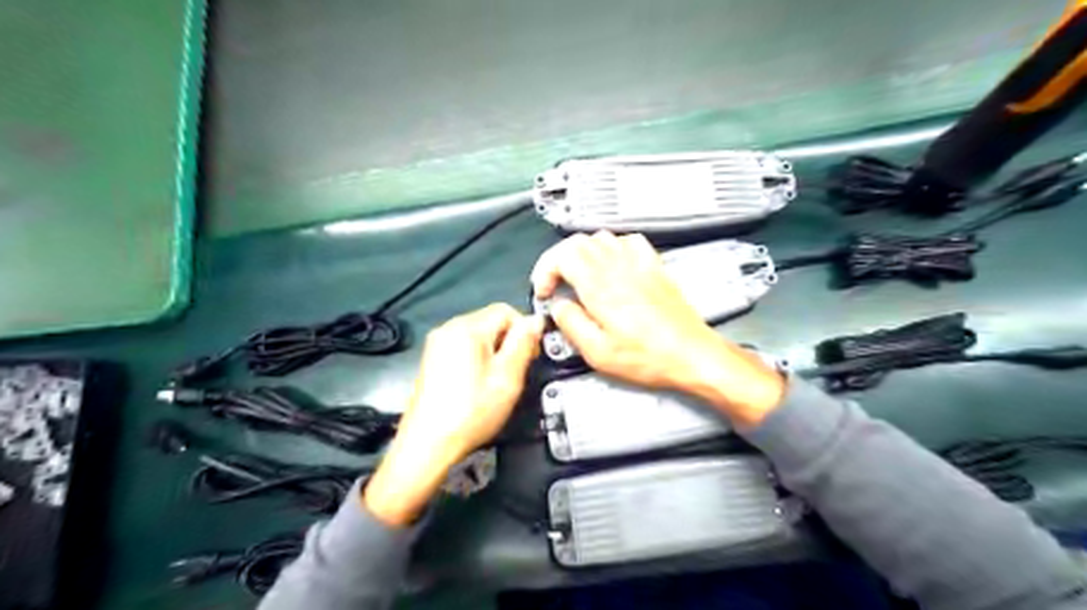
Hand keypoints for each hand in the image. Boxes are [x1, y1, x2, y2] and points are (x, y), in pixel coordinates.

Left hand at [365, 308, 542, 526]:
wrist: (428, 444)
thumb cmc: (471, 411)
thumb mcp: (507, 377)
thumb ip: (524, 343)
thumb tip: (535, 320)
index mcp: (466, 327)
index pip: (505, 310)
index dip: (524, 329)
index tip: (530, 355)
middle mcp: (448, 328)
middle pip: (490, 321)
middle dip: (509, 341)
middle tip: (516, 372)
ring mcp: (437, 344)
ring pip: (478, 335)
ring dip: (494, 351)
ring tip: (498, 381)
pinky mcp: (432, 359)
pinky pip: (463, 347)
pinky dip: (477, 359)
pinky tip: (479, 384)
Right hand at [532, 232, 786, 425]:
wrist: (692, 354)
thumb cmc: (650, 357)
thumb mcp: (598, 353)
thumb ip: (571, 324)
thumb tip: (559, 308)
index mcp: (601, 287)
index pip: (562, 255)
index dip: (545, 270)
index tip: (544, 290)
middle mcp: (619, 268)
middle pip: (578, 242)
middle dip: (558, 260)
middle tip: (556, 283)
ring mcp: (639, 264)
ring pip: (601, 237)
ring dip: (582, 252)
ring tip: (578, 275)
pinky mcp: (654, 268)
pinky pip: (629, 241)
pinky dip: (612, 247)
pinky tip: (611, 264)